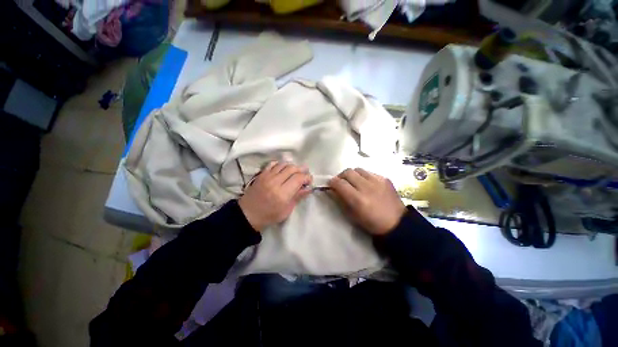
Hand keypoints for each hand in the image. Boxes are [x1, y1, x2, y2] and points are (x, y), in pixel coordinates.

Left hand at [239, 162, 312, 231]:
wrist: (248, 214)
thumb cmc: (269, 215)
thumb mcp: (287, 210)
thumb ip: (298, 197)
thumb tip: (309, 188)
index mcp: (283, 194)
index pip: (299, 178)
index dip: (307, 177)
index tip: (309, 181)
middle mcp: (275, 182)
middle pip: (293, 168)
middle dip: (302, 170)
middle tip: (305, 175)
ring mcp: (267, 176)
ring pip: (284, 164)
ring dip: (292, 166)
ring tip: (295, 172)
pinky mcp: (262, 174)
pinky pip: (273, 164)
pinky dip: (281, 164)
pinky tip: (283, 169)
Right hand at [328, 168, 405, 235]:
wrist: (397, 223)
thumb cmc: (371, 223)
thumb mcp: (352, 215)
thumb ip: (340, 200)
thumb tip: (332, 189)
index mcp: (358, 199)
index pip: (340, 183)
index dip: (332, 182)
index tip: (330, 184)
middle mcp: (367, 187)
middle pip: (348, 172)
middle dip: (341, 176)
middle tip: (341, 182)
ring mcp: (377, 181)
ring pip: (358, 169)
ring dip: (352, 174)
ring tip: (353, 182)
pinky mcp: (385, 178)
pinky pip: (369, 172)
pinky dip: (363, 176)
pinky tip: (366, 184)